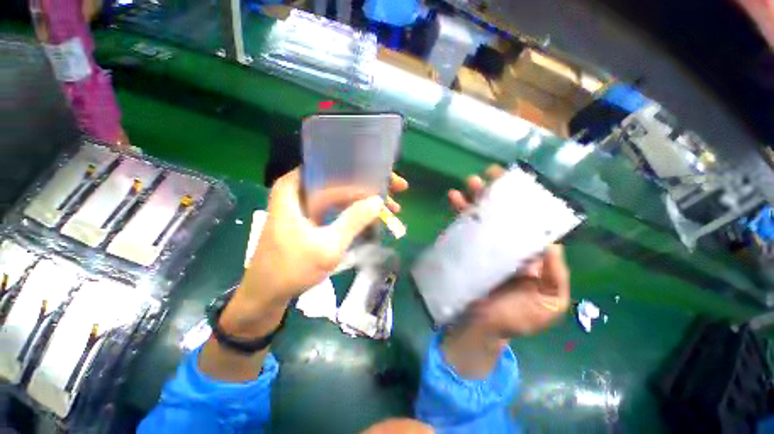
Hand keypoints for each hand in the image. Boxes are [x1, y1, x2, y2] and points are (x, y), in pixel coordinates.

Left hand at [223, 169, 407, 336]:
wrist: (266, 292)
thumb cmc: (291, 269)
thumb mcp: (327, 246)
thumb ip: (353, 221)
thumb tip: (378, 201)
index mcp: (296, 186)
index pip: (339, 170)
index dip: (368, 175)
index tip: (391, 181)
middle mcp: (301, 188)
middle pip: (342, 177)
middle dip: (372, 185)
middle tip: (397, 190)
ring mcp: (307, 202)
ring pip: (343, 191)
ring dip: (366, 198)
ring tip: (390, 207)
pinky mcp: (312, 215)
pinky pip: (338, 205)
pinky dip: (356, 209)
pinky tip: (373, 215)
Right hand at [443, 165, 570, 377]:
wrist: (482, 328)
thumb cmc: (516, 318)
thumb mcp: (548, 303)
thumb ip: (555, 276)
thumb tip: (551, 244)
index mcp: (528, 254)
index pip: (527, 222)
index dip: (524, 202)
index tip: (517, 184)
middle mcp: (506, 245)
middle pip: (502, 214)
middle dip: (496, 194)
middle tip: (488, 175)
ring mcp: (483, 245)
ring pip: (480, 216)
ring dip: (475, 198)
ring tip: (469, 183)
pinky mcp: (464, 249)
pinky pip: (462, 227)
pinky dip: (458, 213)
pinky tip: (453, 199)